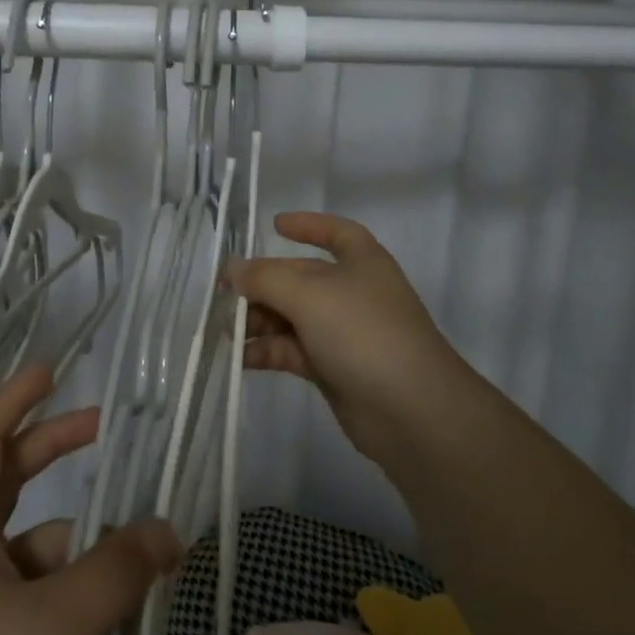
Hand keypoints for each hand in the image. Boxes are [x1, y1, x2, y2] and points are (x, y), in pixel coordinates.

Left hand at [0, 365, 180, 634]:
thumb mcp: (56, 624)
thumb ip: (117, 571)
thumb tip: (168, 529)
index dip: (14, 401)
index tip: (51, 371)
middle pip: (9, 484)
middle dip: (55, 452)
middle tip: (108, 430)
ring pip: (34, 553)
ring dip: (82, 550)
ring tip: (140, 563)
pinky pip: (36, 603)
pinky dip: (73, 601)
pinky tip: (110, 628)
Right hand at [227, 212, 473, 454]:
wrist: (410, 409)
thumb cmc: (363, 332)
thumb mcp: (309, 295)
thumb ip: (265, 279)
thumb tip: (233, 269)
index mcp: (361, 261)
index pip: (336, 232)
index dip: (307, 225)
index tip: (273, 225)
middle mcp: (352, 292)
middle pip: (300, 278)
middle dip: (263, 284)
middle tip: (224, 295)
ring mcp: (343, 332)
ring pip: (292, 316)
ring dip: (259, 320)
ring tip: (227, 330)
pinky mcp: (333, 368)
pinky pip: (292, 349)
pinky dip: (267, 351)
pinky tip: (240, 358)